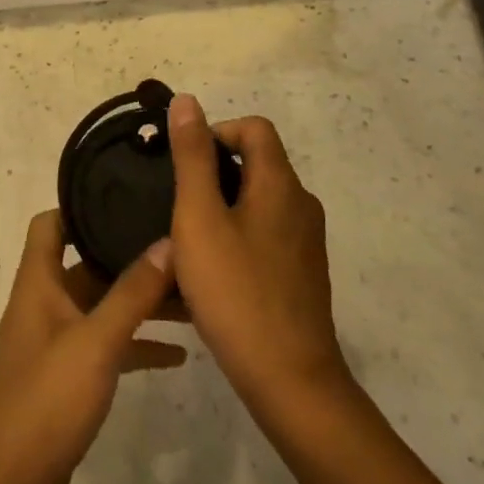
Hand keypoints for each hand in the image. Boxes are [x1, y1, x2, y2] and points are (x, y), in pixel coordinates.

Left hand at [0, 211, 182, 483]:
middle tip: (179, 247)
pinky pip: (106, 347)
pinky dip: (136, 344)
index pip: (51, 223)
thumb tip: (168, 240)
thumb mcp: (95, 342)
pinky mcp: (66, 381)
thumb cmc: (45, 403)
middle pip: (87, 265)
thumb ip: (132, 293)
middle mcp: (44, 304)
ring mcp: (55, 344)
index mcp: (38, 282)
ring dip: (139, 303)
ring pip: (101, 307)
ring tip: (193, 299)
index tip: (126, 196)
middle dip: (129, 257)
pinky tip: (178, 355)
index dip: (81, 205)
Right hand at [167, 96, 352, 424]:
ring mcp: (306, 244)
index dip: (216, 132)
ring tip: (188, 241)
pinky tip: (212, 275)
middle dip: (214, 173)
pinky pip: (265, 236)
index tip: (184, 165)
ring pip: (258, 203)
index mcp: (280, 184)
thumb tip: (187, 101)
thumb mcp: (199, 218)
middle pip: (257, 164)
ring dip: (223, 209)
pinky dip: (237, 238)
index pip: (254, 128)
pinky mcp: (303, 276)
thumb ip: (192, 157)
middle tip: (177, 205)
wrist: (290, 382)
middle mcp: (301, 205)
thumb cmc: (236, 291)